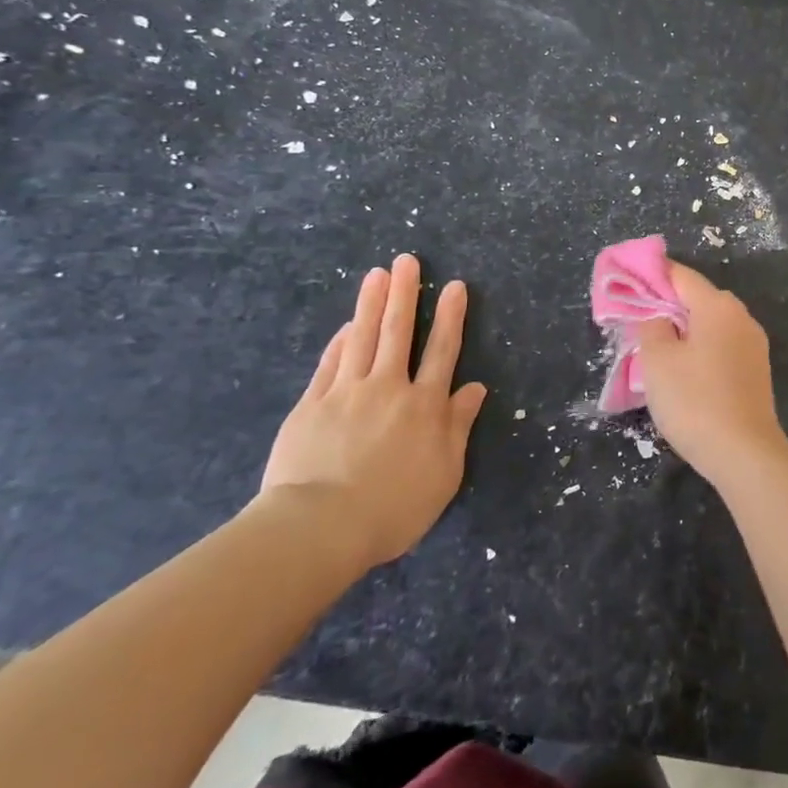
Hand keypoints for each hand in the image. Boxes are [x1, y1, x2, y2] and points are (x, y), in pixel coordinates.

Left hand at [259, 254, 486, 570]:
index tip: (453, 286)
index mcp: (425, 405)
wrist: (320, 527)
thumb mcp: (444, 473)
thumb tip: (475, 388)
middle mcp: (389, 388)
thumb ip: (458, 426)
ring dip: (371, 304)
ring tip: (376, 275)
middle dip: (405, 294)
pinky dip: (339, 341)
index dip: (450, 317)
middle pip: (398, 332)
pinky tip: (345, 325)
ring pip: (362, 338)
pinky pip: (330, 364)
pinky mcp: (312, 406)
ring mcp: (346, 393)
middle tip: (406, 260)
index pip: (442, 351)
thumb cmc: (393, 506)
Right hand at [635, 262, 787, 489]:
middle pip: (698, 298)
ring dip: (684, 330)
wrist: (744, 453)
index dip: (652, 275)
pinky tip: (683, 370)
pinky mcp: (756, 370)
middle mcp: (741, 316)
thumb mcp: (657, 361)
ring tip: (655, 348)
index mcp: (718, 306)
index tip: (627, 281)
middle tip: (636, 320)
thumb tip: (658, 315)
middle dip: (667, 305)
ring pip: (710, 324)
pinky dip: (700, 349)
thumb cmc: (695, 401)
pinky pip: (722, 346)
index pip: (681, 275)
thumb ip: (651, 326)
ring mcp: (753, 344)